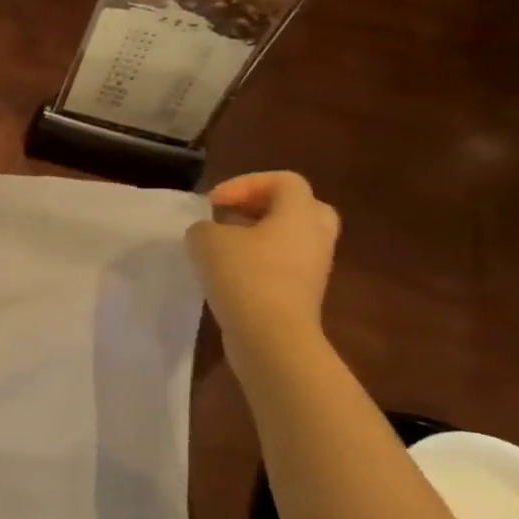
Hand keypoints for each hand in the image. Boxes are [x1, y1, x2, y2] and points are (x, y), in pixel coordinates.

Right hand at [185, 172, 339, 352]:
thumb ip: (203, 227)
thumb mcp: (207, 240)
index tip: (213, 203)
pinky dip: (258, 263)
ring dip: (257, 237)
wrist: (272, 338)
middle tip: (232, 217)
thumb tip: (208, 233)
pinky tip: (227, 275)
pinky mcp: (302, 294)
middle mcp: (315, 236)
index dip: (245, 183)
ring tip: (222, 248)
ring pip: (289, 239)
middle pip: (298, 207)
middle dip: (262, 207)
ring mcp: (313, 268)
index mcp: (300, 214)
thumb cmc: (245, 277)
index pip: (283, 180)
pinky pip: (283, 265)